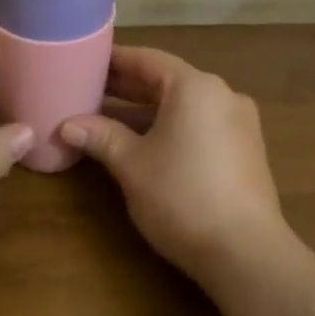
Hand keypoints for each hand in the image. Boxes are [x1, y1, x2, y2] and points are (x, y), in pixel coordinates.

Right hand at [60, 45, 288, 282]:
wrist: (247, 255)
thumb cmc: (182, 196)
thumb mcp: (132, 165)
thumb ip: (100, 136)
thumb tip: (67, 125)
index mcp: (194, 86)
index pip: (147, 59)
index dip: (115, 60)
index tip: (87, 60)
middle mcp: (221, 94)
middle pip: (166, 80)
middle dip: (128, 87)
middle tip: (90, 89)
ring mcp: (239, 123)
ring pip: (184, 105)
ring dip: (148, 110)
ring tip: (110, 118)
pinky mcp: (246, 151)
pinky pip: (201, 124)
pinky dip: (172, 127)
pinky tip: (147, 144)